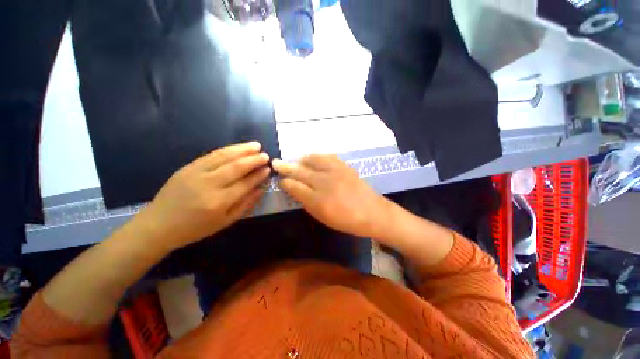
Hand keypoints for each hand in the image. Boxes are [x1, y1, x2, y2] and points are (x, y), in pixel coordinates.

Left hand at [138, 142, 270, 250]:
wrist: (159, 224)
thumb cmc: (195, 228)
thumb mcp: (225, 222)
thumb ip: (245, 204)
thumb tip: (261, 188)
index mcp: (219, 202)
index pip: (245, 183)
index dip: (258, 175)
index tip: (268, 169)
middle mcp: (208, 185)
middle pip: (236, 167)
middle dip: (253, 160)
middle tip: (265, 155)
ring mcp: (196, 173)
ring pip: (224, 157)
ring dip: (242, 149)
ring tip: (256, 145)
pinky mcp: (188, 167)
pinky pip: (211, 155)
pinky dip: (227, 149)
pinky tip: (237, 147)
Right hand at [272, 154, 392, 237]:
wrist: (373, 213)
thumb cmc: (346, 220)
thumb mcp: (323, 217)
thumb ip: (307, 202)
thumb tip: (296, 190)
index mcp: (317, 199)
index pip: (295, 187)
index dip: (285, 182)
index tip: (280, 180)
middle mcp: (324, 182)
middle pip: (300, 171)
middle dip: (286, 167)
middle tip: (276, 162)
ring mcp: (335, 172)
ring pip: (313, 160)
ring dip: (302, 159)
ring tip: (297, 160)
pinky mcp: (345, 167)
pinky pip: (328, 157)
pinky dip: (318, 156)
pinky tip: (315, 158)